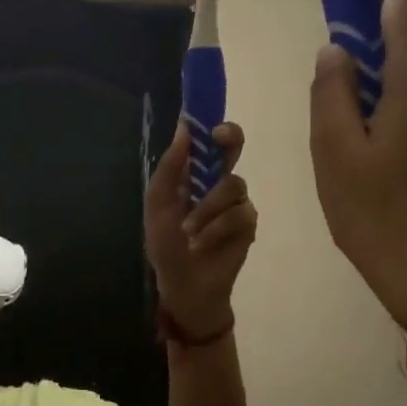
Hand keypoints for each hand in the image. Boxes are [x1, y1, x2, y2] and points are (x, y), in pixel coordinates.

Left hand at [145, 121, 257, 336]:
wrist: (183, 283)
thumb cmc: (166, 244)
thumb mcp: (158, 204)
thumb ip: (170, 168)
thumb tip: (184, 128)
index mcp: (194, 174)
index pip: (209, 141)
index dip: (212, 126)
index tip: (208, 122)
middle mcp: (219, 182)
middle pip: (234, 148)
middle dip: (229, 141)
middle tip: (221, 141)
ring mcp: (236, 202)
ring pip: (232, 185)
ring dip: (206, 209)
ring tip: (189, 231)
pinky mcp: (248, 224)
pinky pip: (238, 213)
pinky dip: (216, 228)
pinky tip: (202, 243)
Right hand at [309, 0, 406, 353]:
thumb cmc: (378, 216)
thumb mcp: (335, 152)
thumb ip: (331, 91)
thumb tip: (337, 51)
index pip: (406, 2)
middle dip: (372, 36)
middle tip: (333, 56)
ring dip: (382, 82)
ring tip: (344, 124)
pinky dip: (398, 108)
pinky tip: (374, 149)